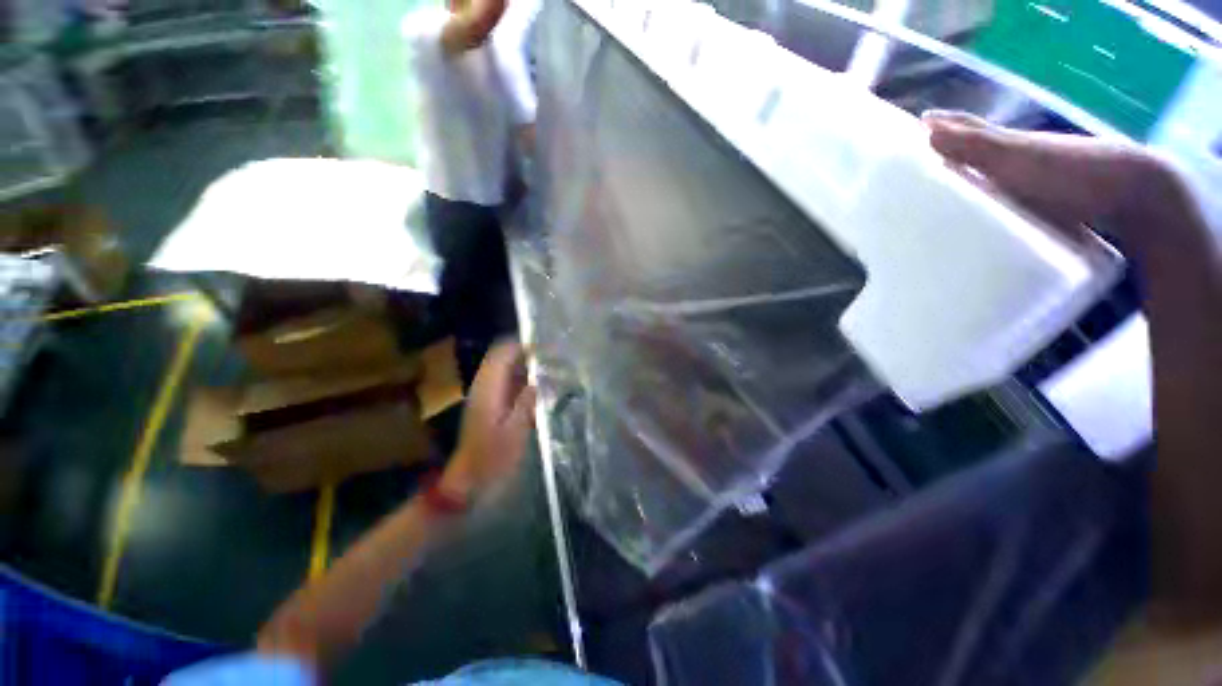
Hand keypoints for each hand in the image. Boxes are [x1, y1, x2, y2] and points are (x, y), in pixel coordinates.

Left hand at [441, 342, 536, 500]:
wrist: (468, 481)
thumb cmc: (492, 460)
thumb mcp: (515, 433)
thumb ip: (526, 403)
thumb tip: (537, 381)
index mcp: (488, 390)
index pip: (501, 354)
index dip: (522, 346)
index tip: (545, 349)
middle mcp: (483, 387)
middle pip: (501, 357)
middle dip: (524, 353)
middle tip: (549, 358)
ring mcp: (483, 396)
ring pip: (502, 369)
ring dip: (522, 365)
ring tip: (547, 369)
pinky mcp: (487, 405)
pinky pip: (504, 382)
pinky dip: (519, 378)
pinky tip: (536, 387)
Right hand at [922, 110, 1184, 255]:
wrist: (1132, 194)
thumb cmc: (1069, 172)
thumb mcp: (1015, 158)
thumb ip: (975, 145)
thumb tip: (927, 129)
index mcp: (1009, 143)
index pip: (970, 129)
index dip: (945, 125)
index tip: (919, 123)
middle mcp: (1023, 155)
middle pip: (983, 150)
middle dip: (955, 151)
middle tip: (925, 158)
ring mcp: (1040, 178)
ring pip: (998, 175)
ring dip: (975, 180)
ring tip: (950, 193)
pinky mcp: (1051, 203)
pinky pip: (1013, 198)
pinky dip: (996, 202)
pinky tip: (987, 217)